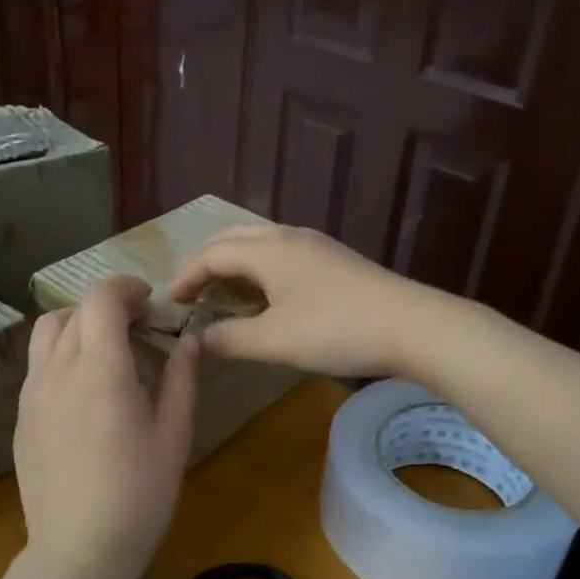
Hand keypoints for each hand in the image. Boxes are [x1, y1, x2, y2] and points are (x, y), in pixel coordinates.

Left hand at [13, 275, 198, 578]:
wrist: (78, 551)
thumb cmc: (140, 495)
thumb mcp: (174, 436)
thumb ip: (181, 380)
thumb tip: (188, 340)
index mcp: (100, 371)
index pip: (101, 300)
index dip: (127, 288)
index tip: (151, 302)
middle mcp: (58, 372)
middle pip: (74, 312)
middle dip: (109, 306)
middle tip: (141, 328)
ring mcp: (32, 395)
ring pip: (47, 333)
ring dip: (79, 324)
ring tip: (109, 349)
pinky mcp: (22, 418)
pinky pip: (39, 366)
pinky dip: (63, 353)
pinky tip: (87, 388)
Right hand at [166, 224, 454, 378]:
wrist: (410, 325)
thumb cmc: (335, 330)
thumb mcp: (275, 341)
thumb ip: (232, 339)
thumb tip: (200, 339)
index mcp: (267, 249)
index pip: (212, 253)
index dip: (186, 275)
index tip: (169, 302)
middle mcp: (289, 237)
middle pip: (234, 238)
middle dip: (206, 262)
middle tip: (190, 291)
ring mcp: (316, 246)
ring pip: (261, 243)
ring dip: (234, 263)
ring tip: (222, 292)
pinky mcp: (335, 261)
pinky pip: (282, 254)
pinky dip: (259, 269)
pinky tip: (266, 295)